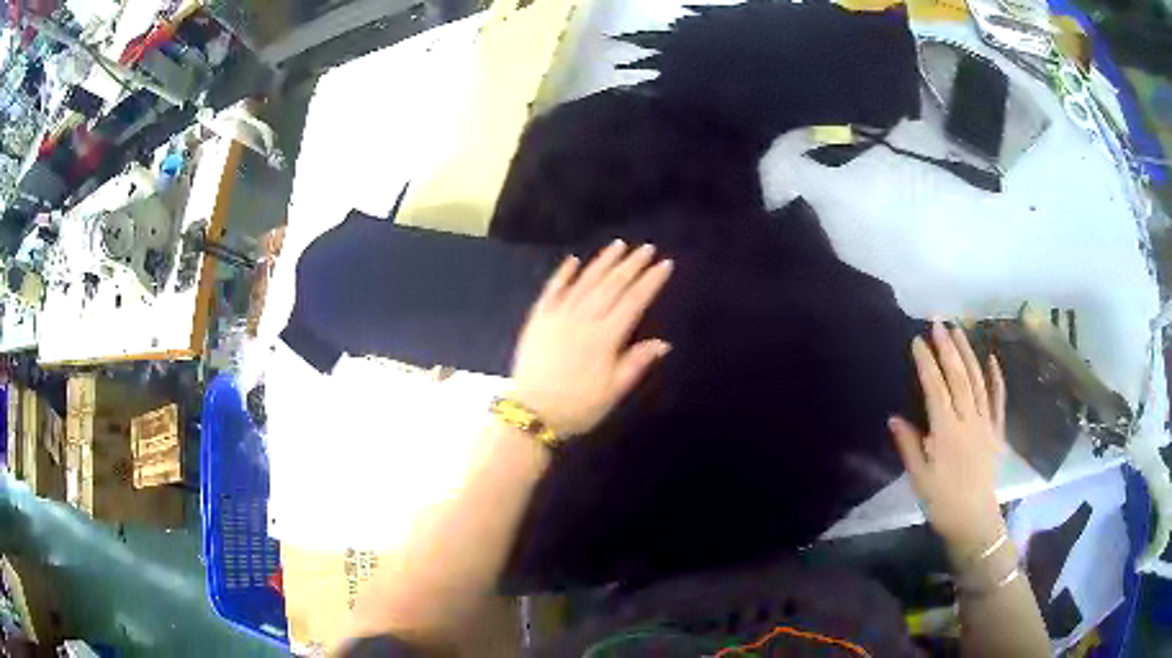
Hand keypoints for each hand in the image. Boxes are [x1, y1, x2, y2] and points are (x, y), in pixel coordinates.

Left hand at [511, 240, 673, 435]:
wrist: (531, 412)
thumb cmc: (578, 406)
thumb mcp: (613, 391)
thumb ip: (636, 363)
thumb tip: (663, 343)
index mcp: (605, 337)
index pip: (634, 301)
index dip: (650, 281)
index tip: (664, 264)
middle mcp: (583, 319)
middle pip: (612, 285)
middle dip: (631, 265)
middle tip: (646, 248)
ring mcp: (558, 315)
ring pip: (585, 282)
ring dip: (603, 262)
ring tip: (618, 246)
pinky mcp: (538, 318)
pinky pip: (552, 290)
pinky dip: (563, 274)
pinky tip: (573, 260)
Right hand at [889, 321, 1007, 560]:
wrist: (974, 521)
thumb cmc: (942, 502)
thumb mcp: (919, 479)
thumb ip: (909, 446)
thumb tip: (894, 417)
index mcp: (947, 433)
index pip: (936, 389)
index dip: (926, 363)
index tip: (917, 341)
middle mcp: (968, 421)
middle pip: (959, 377)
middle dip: (948, 348)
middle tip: (938, 322)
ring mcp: (986, 423)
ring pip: (977, 381)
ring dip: (968, 353)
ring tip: (959, 329)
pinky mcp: (996, 430)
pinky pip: (998, 399)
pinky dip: (996, 377)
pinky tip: (992, 358)